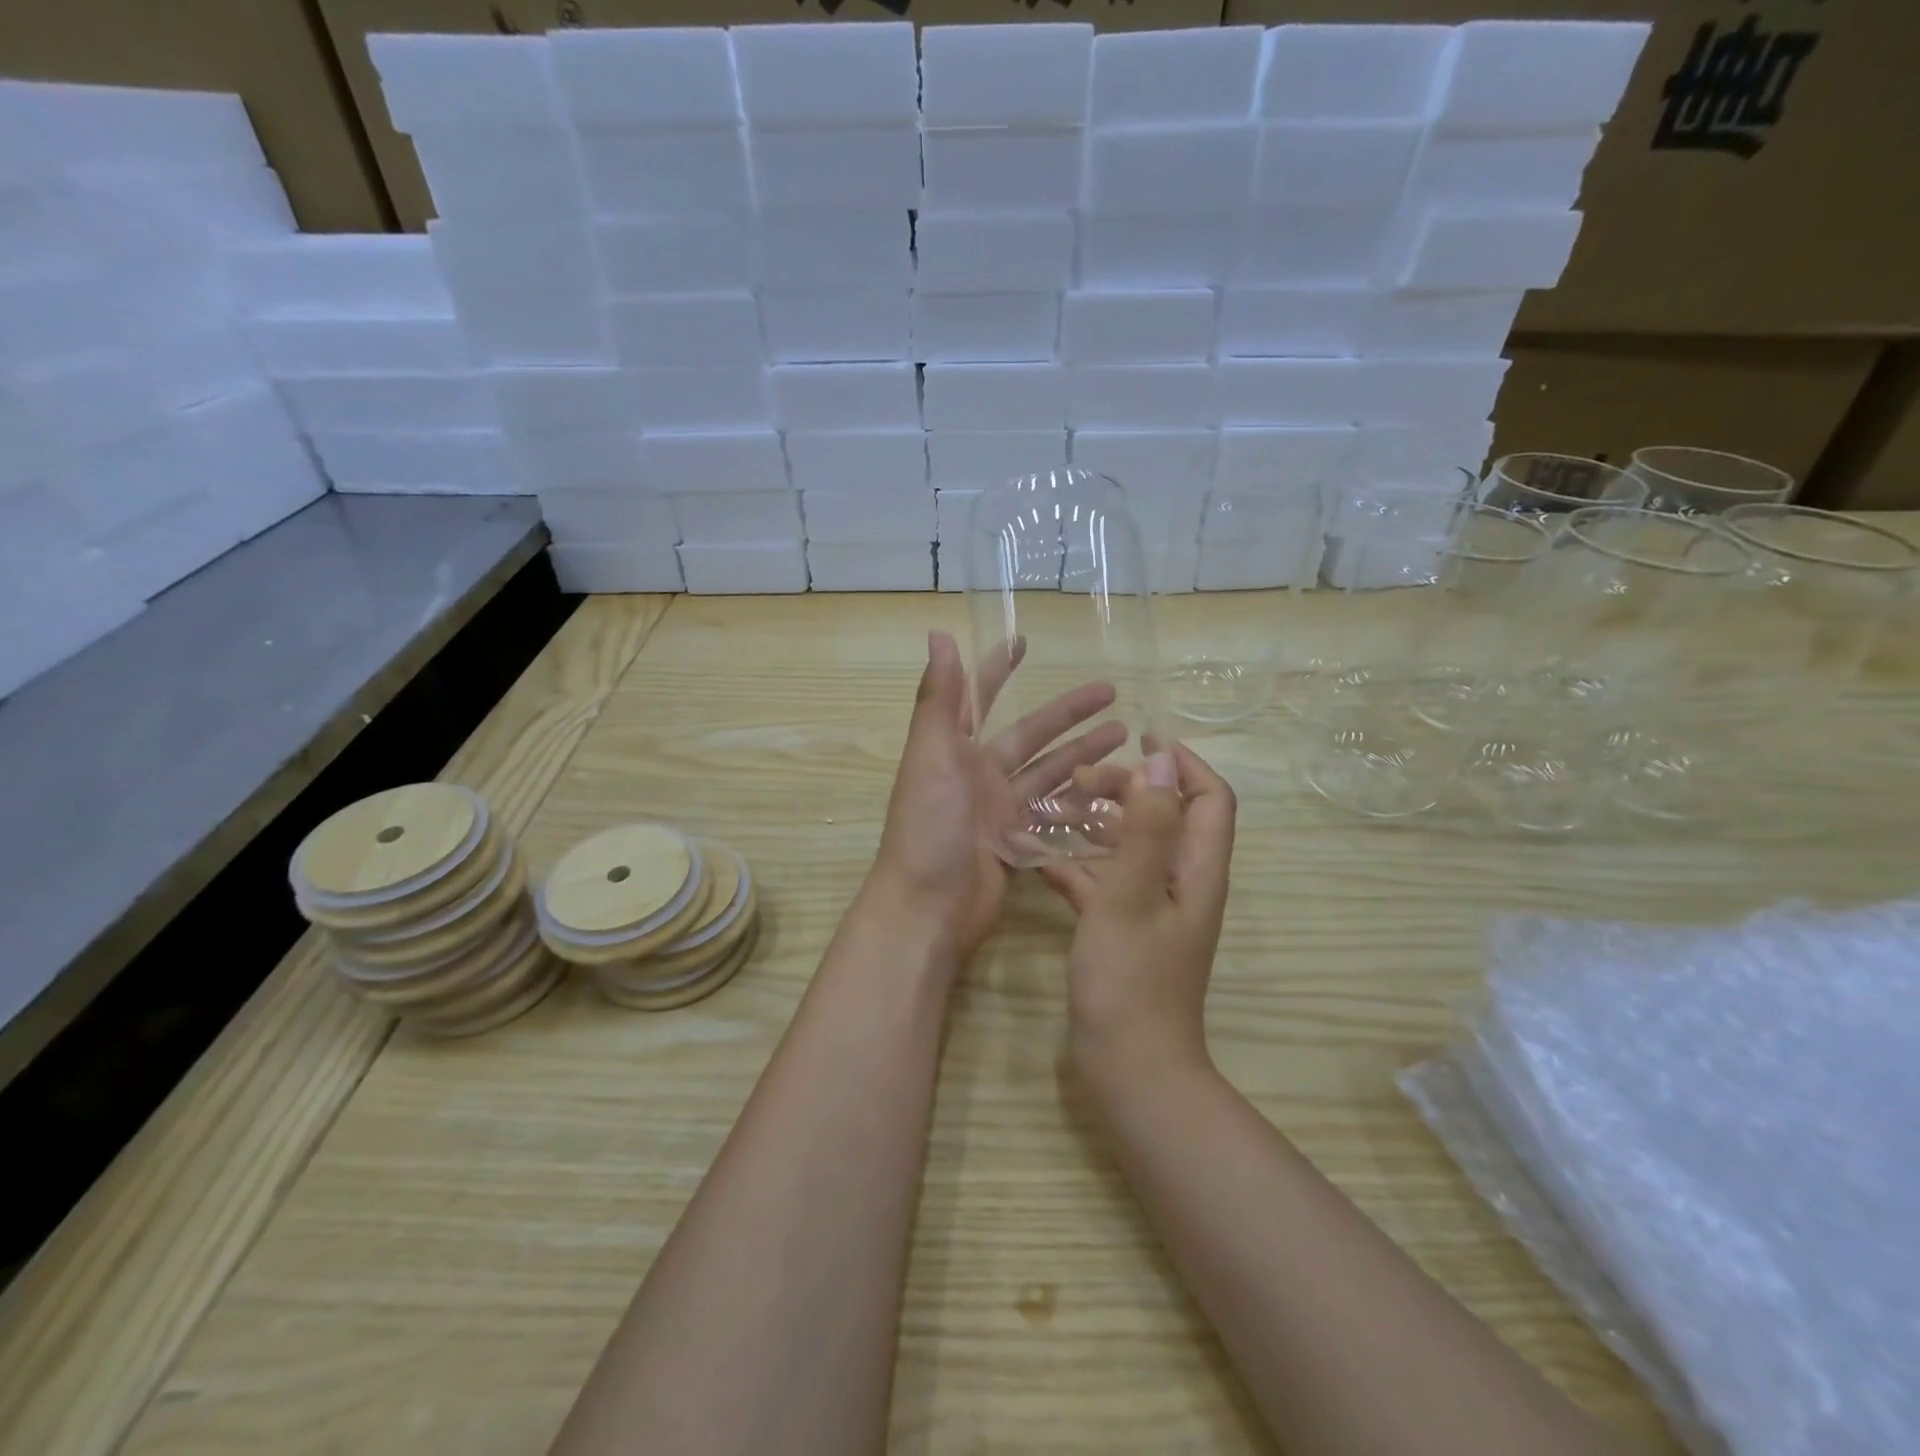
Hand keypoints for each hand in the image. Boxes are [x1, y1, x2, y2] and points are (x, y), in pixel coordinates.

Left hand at [865, 631, 1124, 964]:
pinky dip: (1080, 803)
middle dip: (1067, 713)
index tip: (1024, 641)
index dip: (998, 670)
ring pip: (1048, 774)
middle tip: (1112, 693)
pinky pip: (1053, 815)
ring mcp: (998, 811)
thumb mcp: (932, 756)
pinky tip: (1115, 791)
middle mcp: (977, 775)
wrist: (928, 907)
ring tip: (1126, 737)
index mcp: (954, 750)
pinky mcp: (1016, 843)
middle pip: (1030, 736)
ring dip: (1083, 753)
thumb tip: (938, 634)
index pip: (979, 698)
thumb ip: (939, 698)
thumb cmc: (929, 826)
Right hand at [1038, 743, 1237, 1102]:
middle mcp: (1181, 883)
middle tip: (1081, 780)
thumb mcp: (1133, 894)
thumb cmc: (1131, 978)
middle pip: (1164, 816)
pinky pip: (1105, 883)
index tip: (1141, 739)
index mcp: (1196, 869)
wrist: (1128, 1067)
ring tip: (1055, 809)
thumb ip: (1147, 826)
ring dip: (1099, 825)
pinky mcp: (1125, 930)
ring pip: (1131, 848)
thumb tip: (1162, 760)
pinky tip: (1041, 860)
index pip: (1209, 798)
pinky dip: (1079, 866)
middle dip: (1128, 789)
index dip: (1183, 764)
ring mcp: (1152, 908)